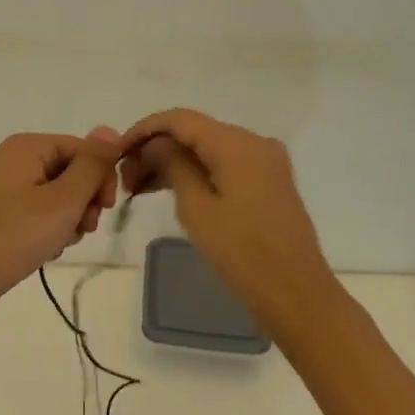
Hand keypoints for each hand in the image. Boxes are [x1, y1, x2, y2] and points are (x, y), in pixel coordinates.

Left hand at [0, 126, 121, 328]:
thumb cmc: (13, 236)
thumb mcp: (62, 201)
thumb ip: (91, 165)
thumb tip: (110, 130)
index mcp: (23, 147)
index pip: (78, 147)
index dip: (99, 175)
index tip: (105, 209)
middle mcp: (6, 158)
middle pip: (63, 169)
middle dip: (82, 199)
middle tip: (84, 229)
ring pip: (48, 193)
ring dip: (65, 217)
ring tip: (61, 243)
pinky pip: (28, 209)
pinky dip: (43, 226)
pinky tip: (44, 250)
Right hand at [120, 109, 333, 333]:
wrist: (298, 296)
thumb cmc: (242, 254)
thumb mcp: (196, 208)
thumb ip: (172, 165)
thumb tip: (155, 144)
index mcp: (236, 143)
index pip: (179, 119)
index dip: (144, 129)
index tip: (117, 151)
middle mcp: (253, 142)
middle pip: (194, 132)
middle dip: (156, 149)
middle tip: (125, 179)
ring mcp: (265, 162)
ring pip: (207, 149)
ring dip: (173, 162)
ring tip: (139, 189)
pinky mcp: (268, 182)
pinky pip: (224, 164)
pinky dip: (196, 173)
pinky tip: (169, 191)